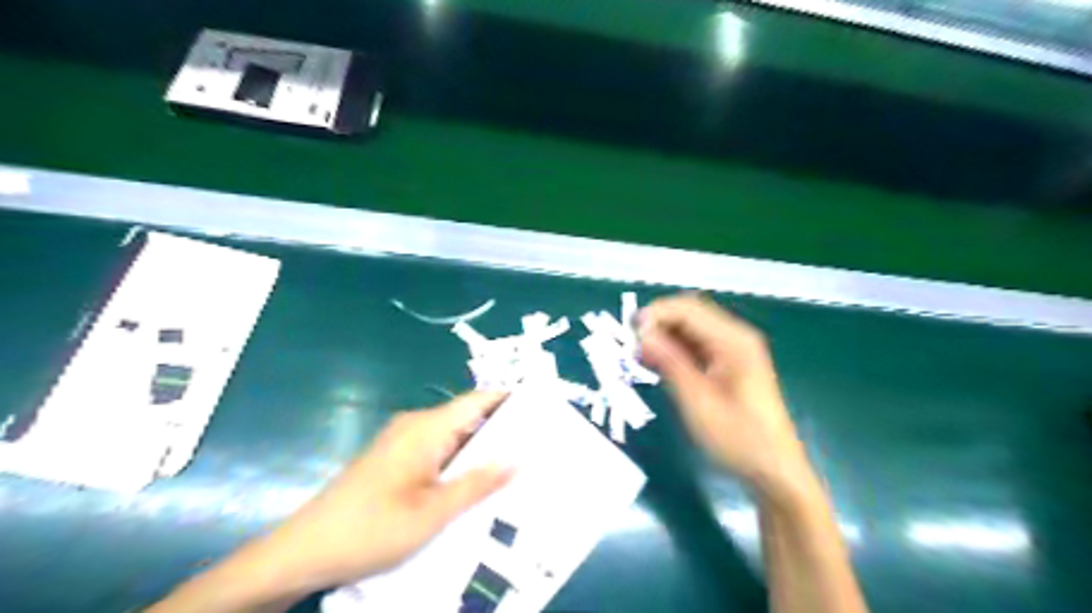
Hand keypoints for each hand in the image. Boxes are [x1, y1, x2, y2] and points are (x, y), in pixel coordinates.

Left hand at [149, 392, 517, 612]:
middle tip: (538, 448)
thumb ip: (478, 483)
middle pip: (468, 418)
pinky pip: (437, 453)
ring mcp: (402, 443)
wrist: (304, 552)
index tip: (542, 410)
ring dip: (481, 451)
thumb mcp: (434, 512)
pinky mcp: (394, 460)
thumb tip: (518, 457)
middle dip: (502, 431)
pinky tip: (476, 486)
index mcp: (426, 428)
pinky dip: (460, 464)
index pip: (478, 400)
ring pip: (453, 438)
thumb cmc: (372, 528)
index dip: (510, 400)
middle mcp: (415, 426)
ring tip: (516, 468)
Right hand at [638, 294, 814, 501]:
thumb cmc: (738, 438)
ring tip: (639, 356)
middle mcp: (736, 336)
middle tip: (632, 345)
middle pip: (690, 313)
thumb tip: (643, 333)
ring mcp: (735, 349)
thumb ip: (670, 362)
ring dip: (664, 336)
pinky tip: (658, 364)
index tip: (628, 334)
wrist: (774, 470)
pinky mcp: (730, 364)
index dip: (655, 314)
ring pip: (691, 328)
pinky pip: (697, 345)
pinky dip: (675, 350)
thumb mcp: (697, 401)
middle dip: (658, 323)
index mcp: (733, 340)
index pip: (687, 309)